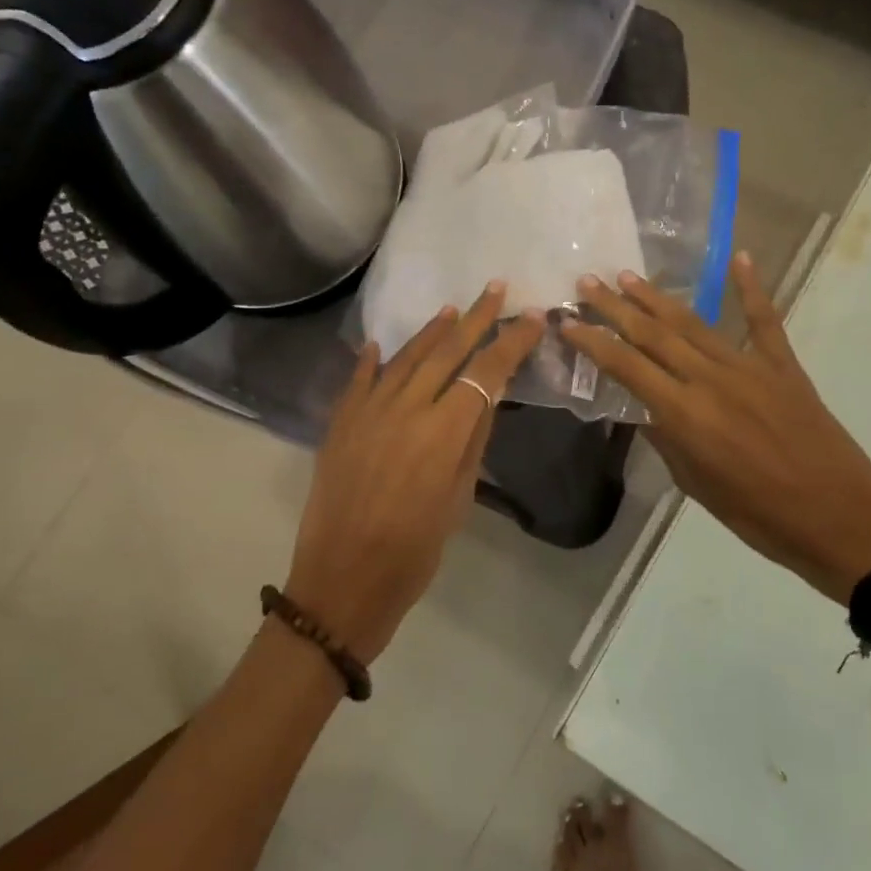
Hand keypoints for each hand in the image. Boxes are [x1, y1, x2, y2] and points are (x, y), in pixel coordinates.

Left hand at [287, 283, 544, 663]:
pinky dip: (371, 361)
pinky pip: (359, 381)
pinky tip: (378, 344)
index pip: (486, 372)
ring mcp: (367, 412)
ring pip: (404, 358)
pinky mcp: (340, 424)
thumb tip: (488, 396)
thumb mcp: (458, 499)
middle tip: (495, 289)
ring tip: (450, 309)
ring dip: (430, 332)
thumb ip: (472, 441)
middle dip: (475, 318)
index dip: (511, 343)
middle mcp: (406, 408)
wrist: (343, 580)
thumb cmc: (414, 552)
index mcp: (443, 431)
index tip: (531, 319)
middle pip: (446, 352)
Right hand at [562, 255, 870, 603]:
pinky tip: (739, 258)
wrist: (838, 519)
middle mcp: (710, 379)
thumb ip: (667, 441)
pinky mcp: (784, 367)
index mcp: (685, 414)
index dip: (593, 341)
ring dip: (658, 298)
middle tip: (588, 281)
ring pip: (695, 323)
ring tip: (629, 276)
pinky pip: (765, 321)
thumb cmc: (759, 516)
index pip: (626, 367)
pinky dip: (752, 288)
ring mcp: (750, 367)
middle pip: (654, 334)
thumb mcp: (696, 485)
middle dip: (616, 307)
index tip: (567, 320)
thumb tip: (644, 411)